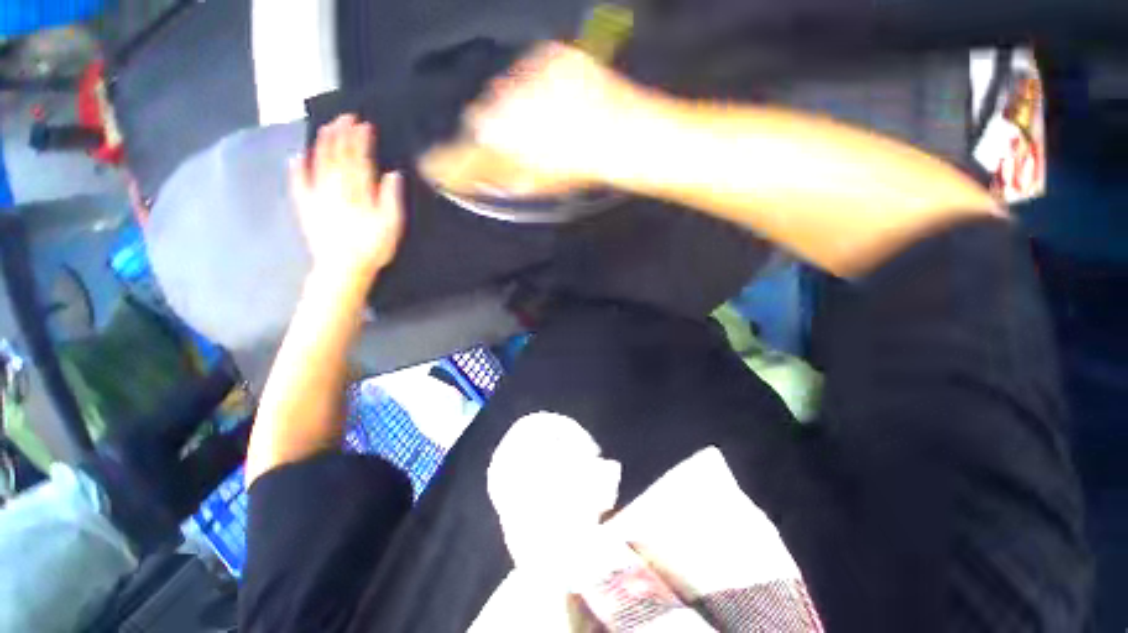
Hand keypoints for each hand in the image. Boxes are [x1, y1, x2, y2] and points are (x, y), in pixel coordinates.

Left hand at [290, 115, 403, 280]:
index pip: (359, 159)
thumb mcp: (392, 225)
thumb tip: (392, 174)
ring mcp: (318, 195)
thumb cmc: (372, 247)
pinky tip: (296, 157)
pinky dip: (297, 169)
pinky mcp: (306, 207)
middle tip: (343, 117)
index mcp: (358, 191)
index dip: (361, 140)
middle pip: (338, 155)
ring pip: (318, 163)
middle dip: (341, 134)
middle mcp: (336, 187)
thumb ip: (390, 198)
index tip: (363, 124)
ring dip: (322, 144)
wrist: (343, 268)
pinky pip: (299, 183)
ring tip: (325, 128)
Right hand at [419, 43, 640, 195]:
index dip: (452, 160)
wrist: (617, 136)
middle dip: (496, 130)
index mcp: (495, 137)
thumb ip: (498, 178)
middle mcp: (500, 100)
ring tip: (551, 125)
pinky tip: (561, 104)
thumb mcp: (534, 183)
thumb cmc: (577, 167)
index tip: (440, 165)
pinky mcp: (548, 55)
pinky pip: (533, 70)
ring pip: (508, 90)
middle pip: (484, 115)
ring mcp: (524, 73)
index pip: (459, 150)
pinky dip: (541, 86)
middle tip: (522, 144)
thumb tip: (480, 178)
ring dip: (520, 106)